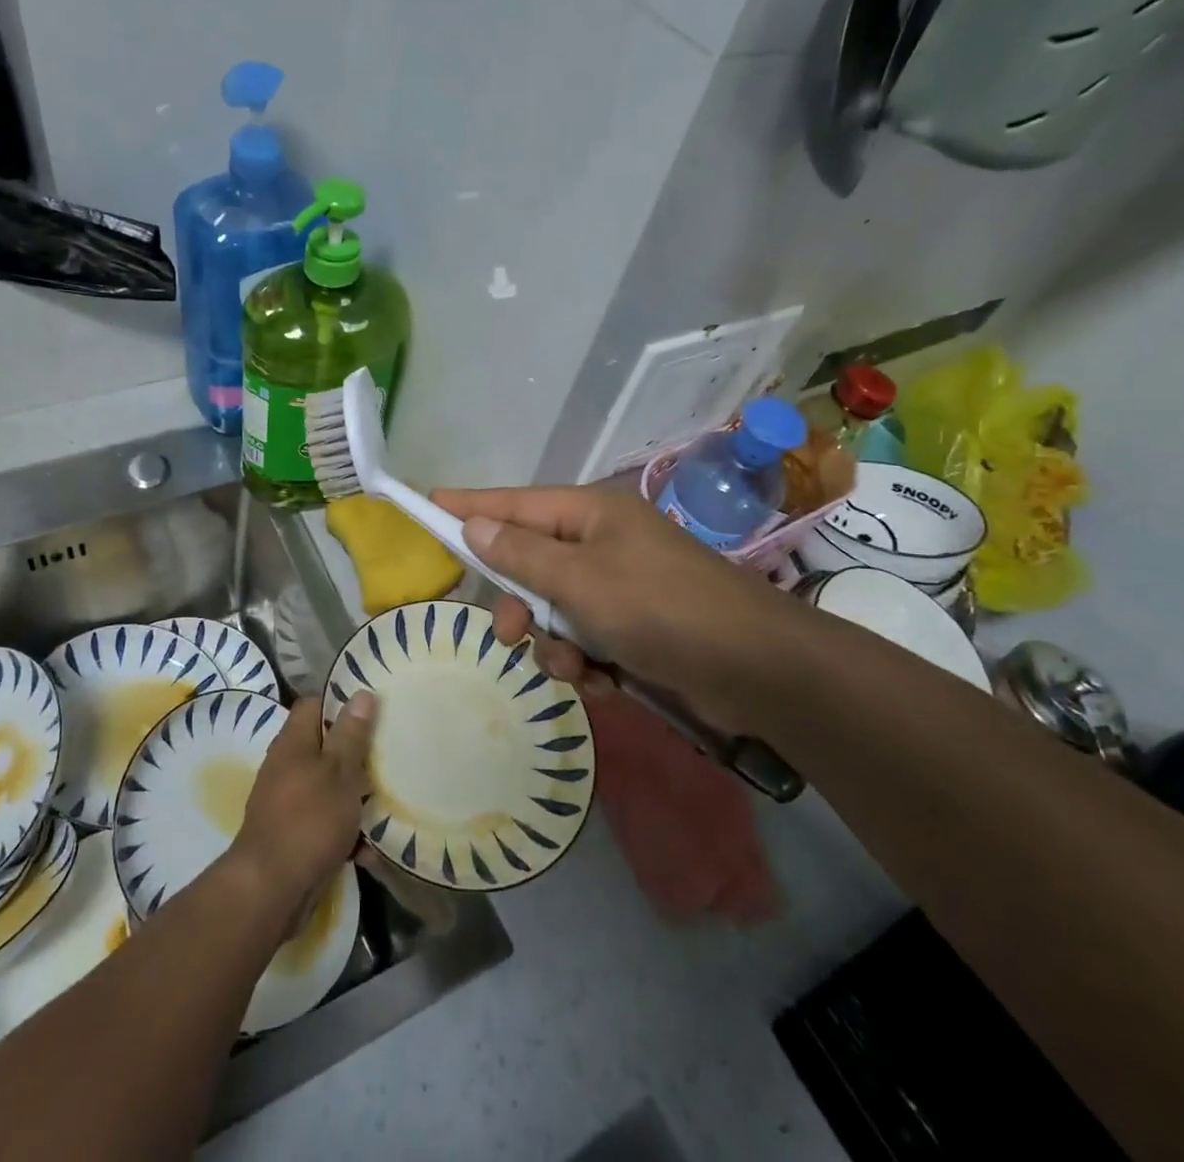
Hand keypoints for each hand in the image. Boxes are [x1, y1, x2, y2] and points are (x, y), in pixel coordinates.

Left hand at [230, 694, 376, 913]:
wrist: (270, 891)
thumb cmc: (309, 820)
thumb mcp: (339, 772)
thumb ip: (351, 734)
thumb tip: (361, 693)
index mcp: (293, 742)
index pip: (314, 705)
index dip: (341, 703)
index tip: (373, 710)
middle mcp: (286, 767)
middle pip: (325, 748)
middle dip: (356, 755)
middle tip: (388, 756)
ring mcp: (288, 803)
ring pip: (328, 788)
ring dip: (354, 797)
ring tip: (387, 803)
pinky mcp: (294, 837)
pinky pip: (326, 824)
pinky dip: (346, 833)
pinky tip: (370, 850)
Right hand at [432, 484, 803, 728]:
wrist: (756, 671)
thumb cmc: (660, 609)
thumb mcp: (581, 581)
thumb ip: (522, 554)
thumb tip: (475, 523)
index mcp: (590, 515)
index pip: (513, 503)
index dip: (469, 505)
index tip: (427, 501)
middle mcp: (602, 545)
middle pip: (530, 565)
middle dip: (521, 604)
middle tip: (513, 634)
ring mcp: (621, 588)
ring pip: (555, 612)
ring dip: (557, 645)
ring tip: (580, 668)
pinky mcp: (636, 629)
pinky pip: (586, 642)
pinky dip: (588, 664)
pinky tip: (608, 683)